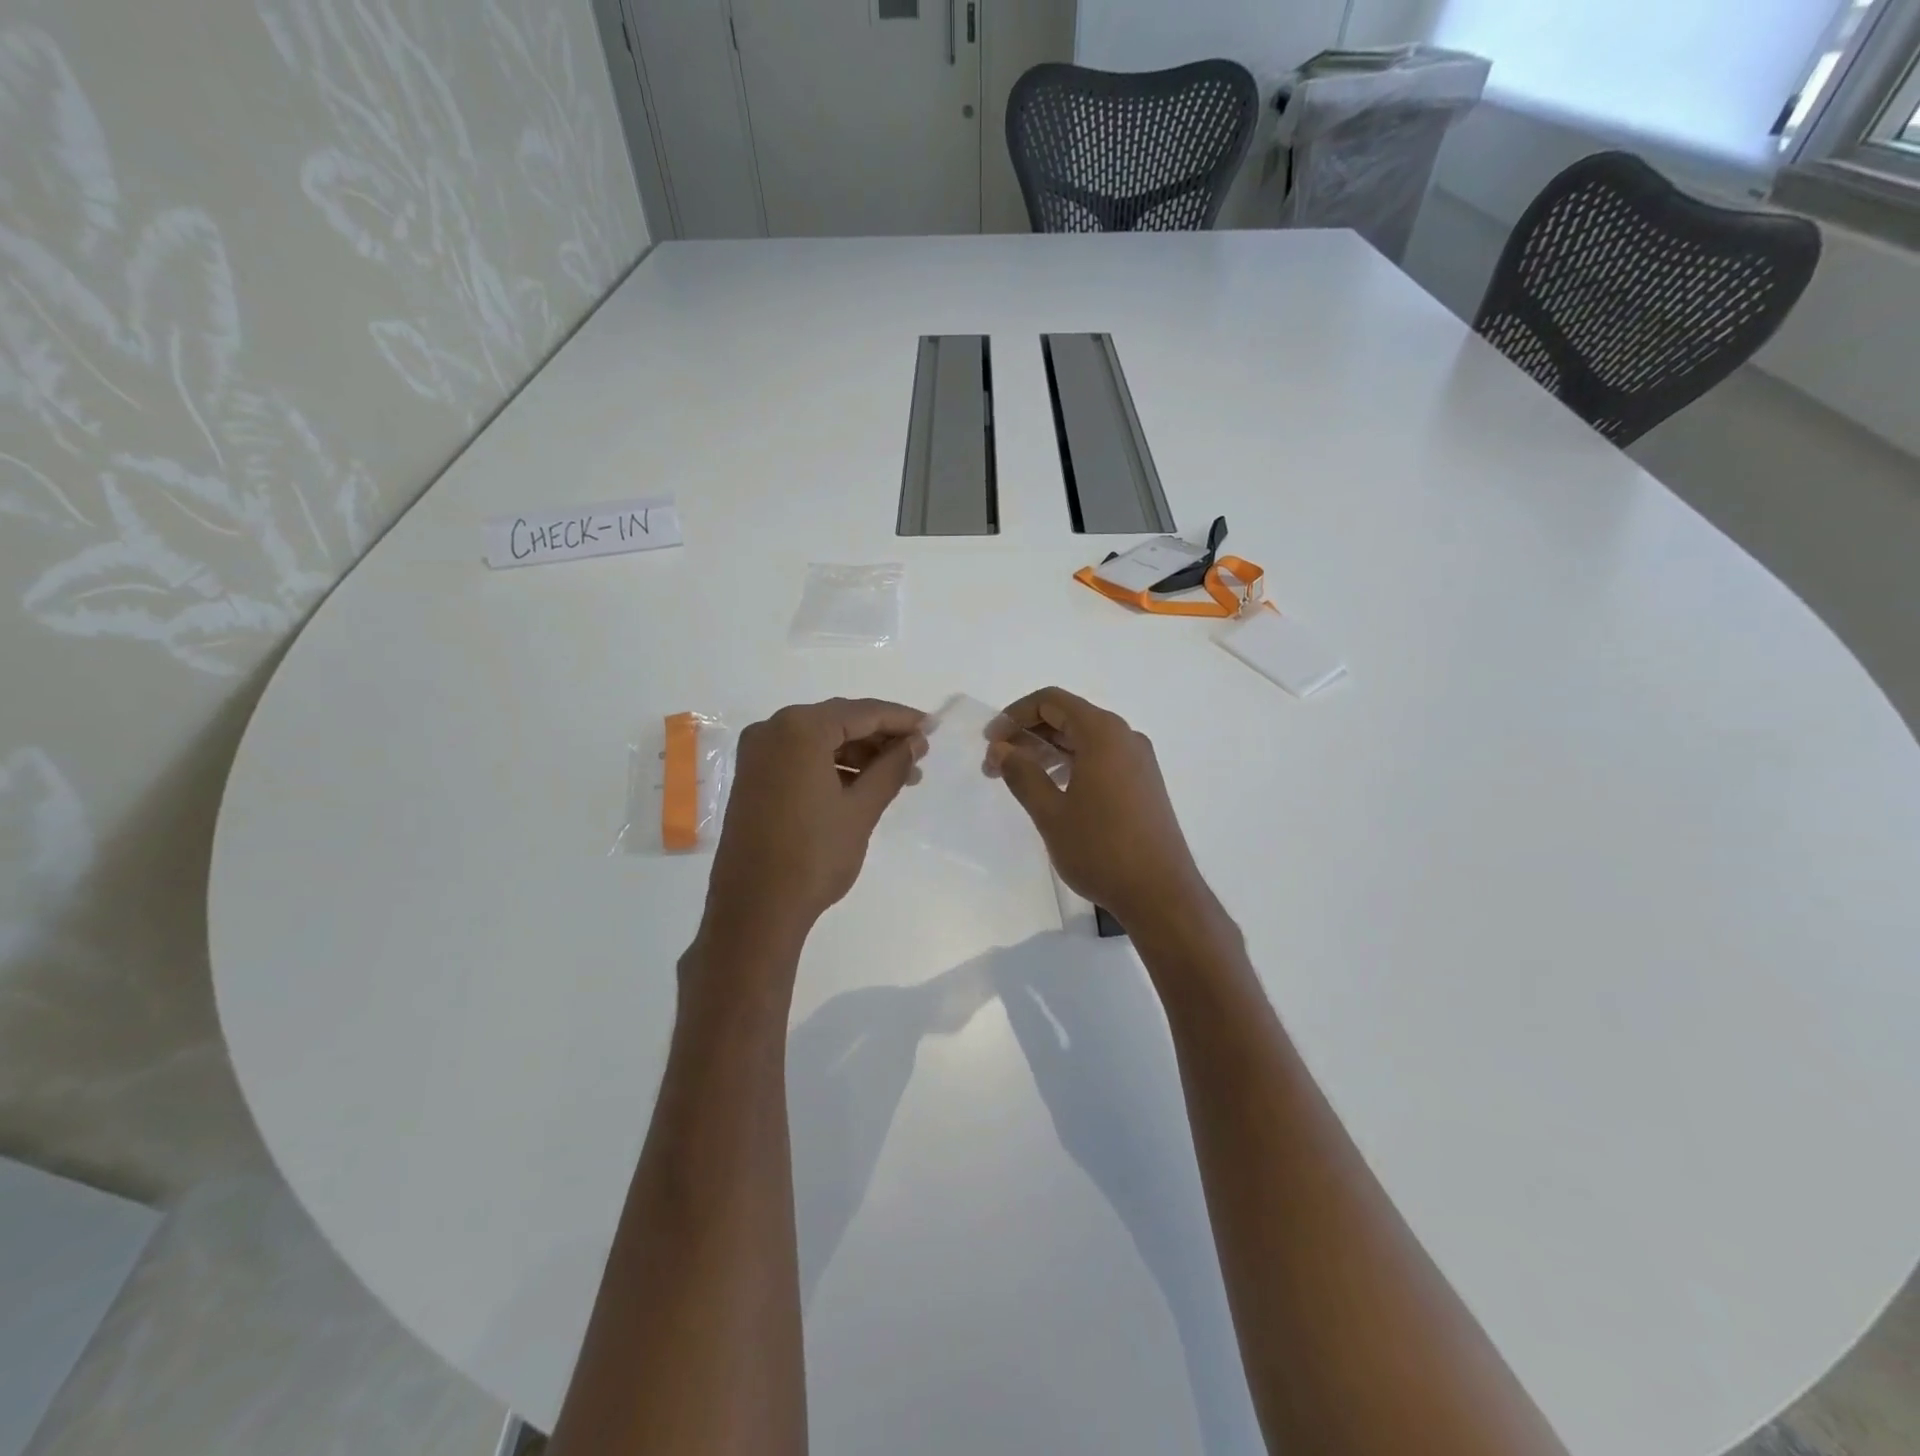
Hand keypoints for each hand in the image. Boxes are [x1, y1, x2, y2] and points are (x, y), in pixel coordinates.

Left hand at [701, 699, 927, 954]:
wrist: (755, 908)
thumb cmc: (814, 855)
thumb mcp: (862, 808)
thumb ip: (892, 767)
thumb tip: (916, 742)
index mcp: (799, 728)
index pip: (862, 712)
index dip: (901, 719)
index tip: (932, 727)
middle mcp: (772, 729)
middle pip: (839, 721)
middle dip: (880, 738)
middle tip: (919, 755)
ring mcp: (757, 754)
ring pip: (820, 740)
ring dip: (859, 754)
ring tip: (899, 777)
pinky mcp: (752, 777)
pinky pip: (801, 758)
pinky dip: (833, 766)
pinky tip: (863, 785)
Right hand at [985, 688, 1207, 934]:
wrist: (1160, 893)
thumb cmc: (1100, 849)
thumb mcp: (1050, 812)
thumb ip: (1022, 774)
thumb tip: (1001, 749)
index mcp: (1102, 733)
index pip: (1051, 701)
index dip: (1014, 715)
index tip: (990, 743)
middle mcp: (1124, 737)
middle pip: (1068, 716)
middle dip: (1028, 735)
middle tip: (996, 764)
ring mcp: (1138, 760)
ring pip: (1084, 739)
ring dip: (1048, 750)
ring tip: (1019, 778)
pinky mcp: (1144, 782)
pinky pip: (1101, 757)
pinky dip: (1071, 763)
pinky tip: (1053, 789)